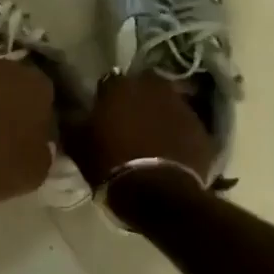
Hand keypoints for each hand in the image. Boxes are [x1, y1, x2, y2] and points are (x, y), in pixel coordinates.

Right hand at [68, 70, 216, 186]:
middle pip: (144, 86)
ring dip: (160, 114)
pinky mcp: (203, 131)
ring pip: (168, 104)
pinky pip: (186, 126)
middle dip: (138, 99)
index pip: (110, 80)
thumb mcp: (77, 143)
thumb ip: (72, 120)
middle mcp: (154, 88)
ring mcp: (182, 108)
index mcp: (120, 86)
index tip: (102, 113)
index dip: (106, 96)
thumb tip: (70, 111)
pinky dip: (178, 134)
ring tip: (151, 137)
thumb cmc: (110, 163)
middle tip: (129, 120)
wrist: (157, 193)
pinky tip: (170, 151)